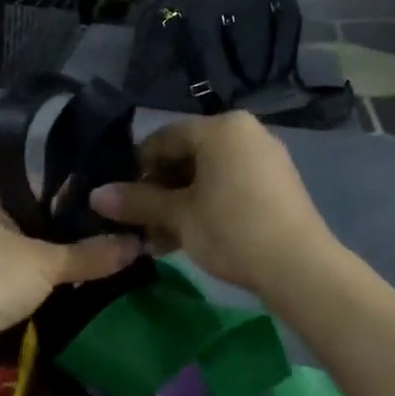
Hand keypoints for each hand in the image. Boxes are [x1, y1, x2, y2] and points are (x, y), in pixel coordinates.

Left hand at [0, 191, 141, 341]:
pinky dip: (27, 288)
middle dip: (58, 235)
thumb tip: (139, 244)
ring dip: (42, 265)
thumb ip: (91, 254)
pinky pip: (6, 282)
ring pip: (16, 254)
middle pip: (26, 222)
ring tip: (88, 268)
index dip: (68, 195)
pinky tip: (57, 294)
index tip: (103, 206)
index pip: (35, 186)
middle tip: (102, 240)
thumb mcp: (47, 263)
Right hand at [88, 113, 334, 296]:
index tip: (120, 197)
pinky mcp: (276, 185)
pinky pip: (230, 186)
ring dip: (179, 204)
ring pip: (208, 175)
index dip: (136, 167)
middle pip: (187, 156)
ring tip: (159, 238)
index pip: (164, 138)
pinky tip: (188, 237)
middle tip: (139, 223)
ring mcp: (265, 158)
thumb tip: (95, 195)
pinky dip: (206, 206)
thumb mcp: (178, 216)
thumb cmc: (232, 230)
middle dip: (159, 190)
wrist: (300, 267)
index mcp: (221, 127)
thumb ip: (137, 201)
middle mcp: (245, 133)